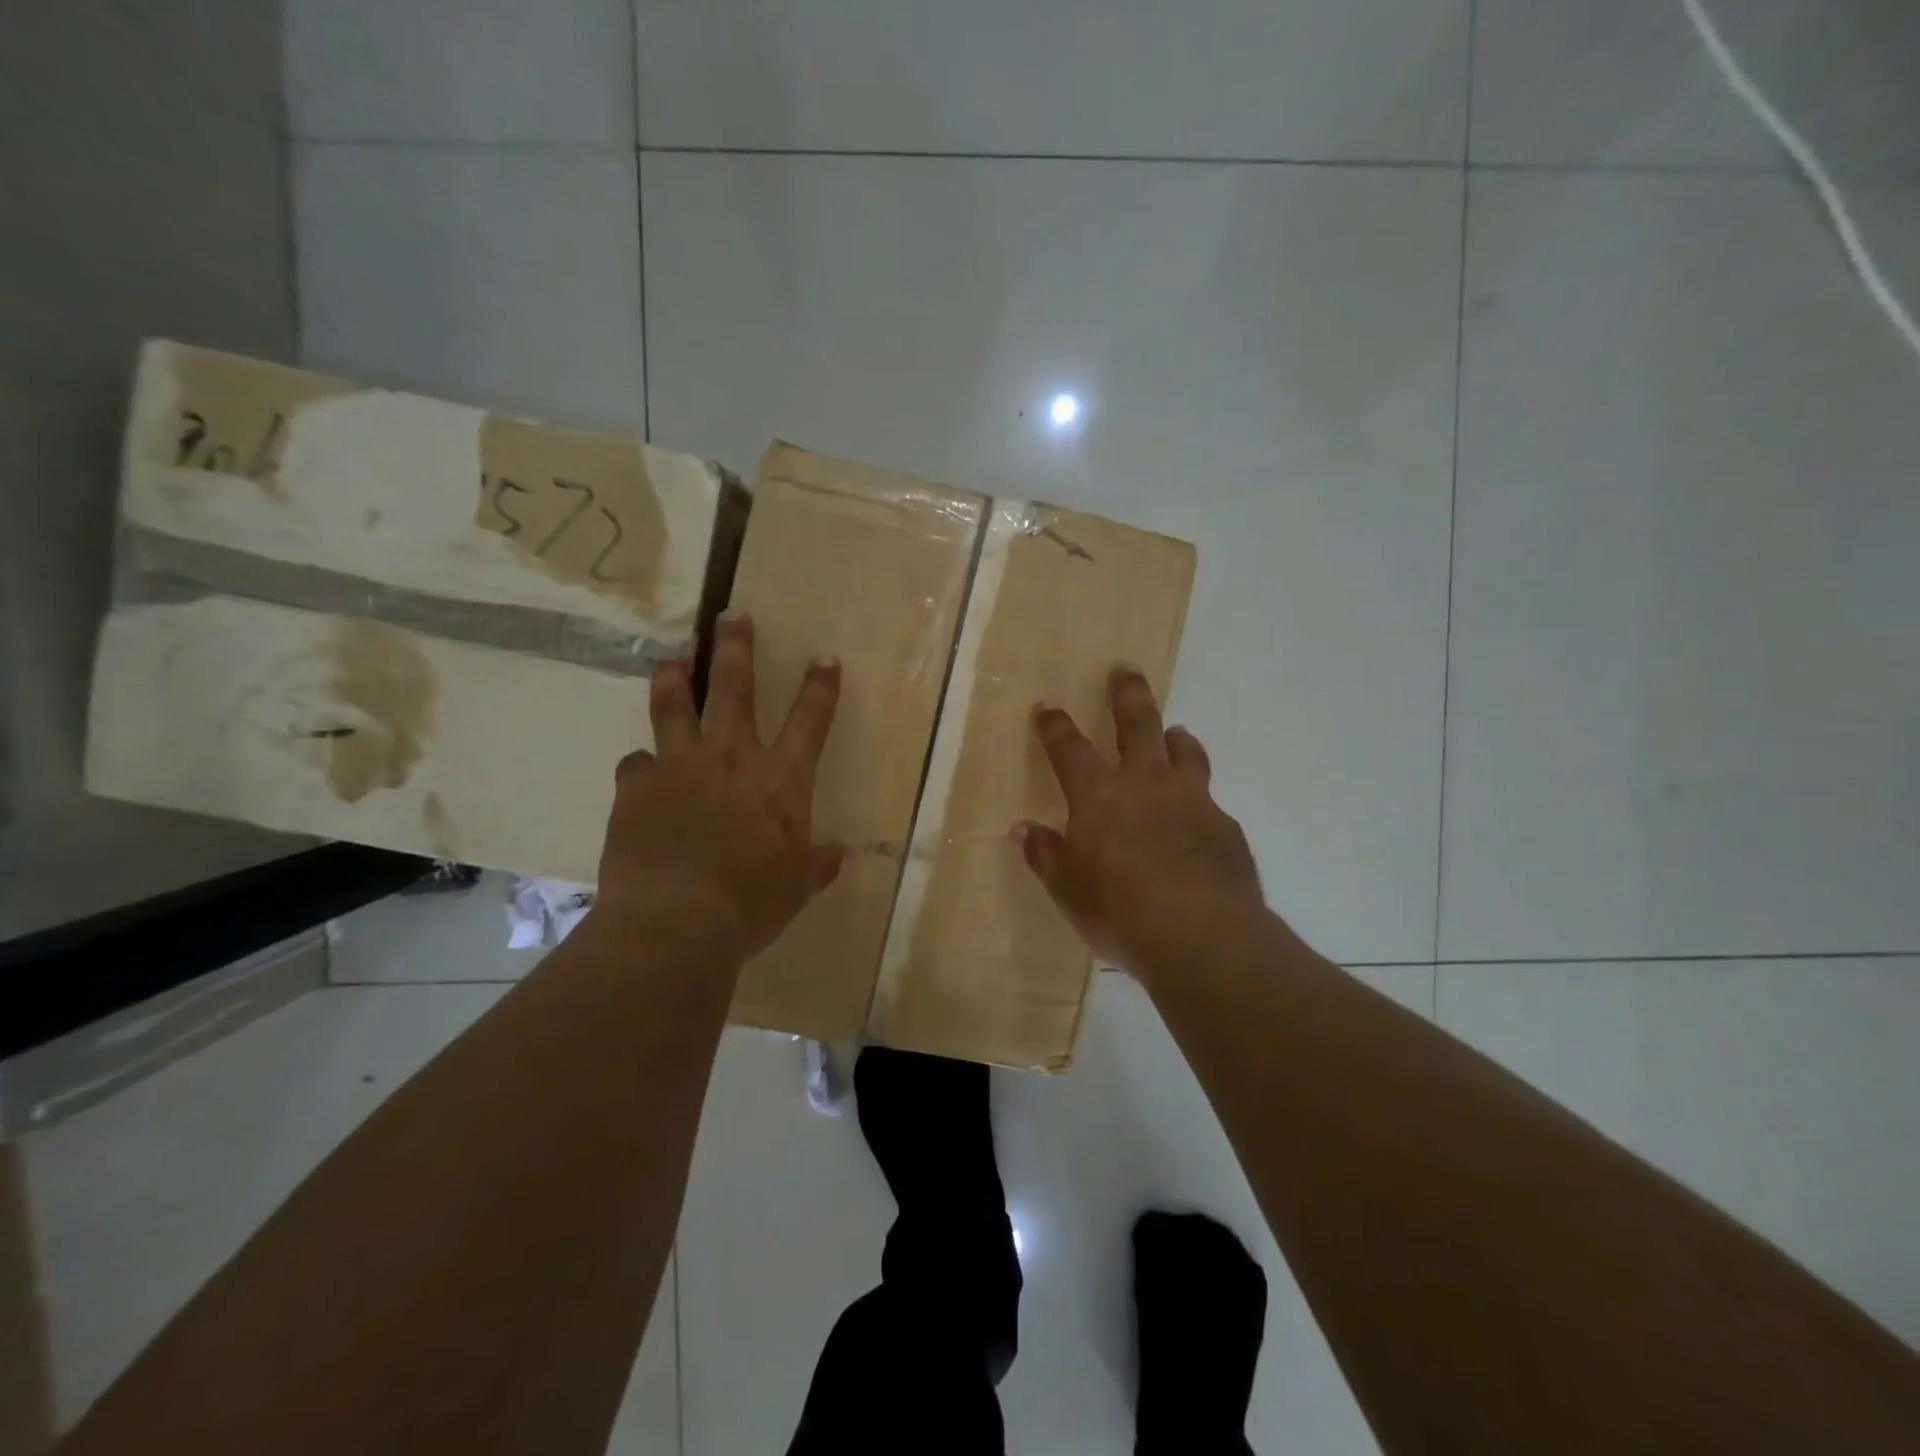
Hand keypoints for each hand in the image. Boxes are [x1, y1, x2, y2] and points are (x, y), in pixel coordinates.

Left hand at [595, 613, 844, 961]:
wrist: (674, 922)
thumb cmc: (750, 903)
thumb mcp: (796, 887)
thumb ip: (817, 865)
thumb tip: (840, 856)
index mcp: (779, 779)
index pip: (809, 721)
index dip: (820, 687)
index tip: (825, 658)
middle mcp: (730, 758)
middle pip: (733, 688)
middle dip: (734, 648)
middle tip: (731, 615)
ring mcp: (679, 767)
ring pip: (673, 705)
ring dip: (674, 676)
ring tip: (671, 657)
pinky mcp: (635, 789)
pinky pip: (636, 764)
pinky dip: (642, 764)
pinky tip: (641, 769)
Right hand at [1014, 666, 1263, 980]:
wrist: (1201, 937)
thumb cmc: (1119, 912)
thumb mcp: (1068, 889)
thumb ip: (1046, 855)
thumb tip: (1022, 830)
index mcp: (1099, 796)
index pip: (1069, 748)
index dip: (1055, 726)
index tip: (1047, 706)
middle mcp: (1146, 785)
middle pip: (1138, 725)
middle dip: (1128, 695)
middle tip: (1127, 670)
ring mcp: (1192, 801)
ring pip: (1185, 753)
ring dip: (1177, 738)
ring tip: (1177, 732)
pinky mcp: (1225, 826)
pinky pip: (1210, 802)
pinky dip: (1200, 799)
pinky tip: (1200, 819)